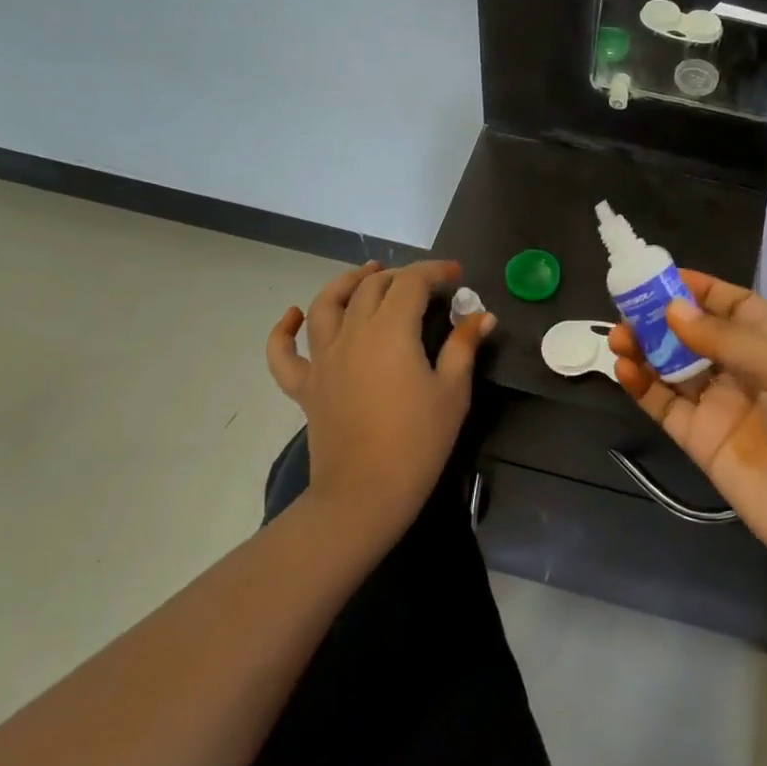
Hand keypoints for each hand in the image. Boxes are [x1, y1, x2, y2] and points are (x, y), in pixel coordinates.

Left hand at [266, 260, 492, 547]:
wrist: (365, 494)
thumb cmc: (418, 441)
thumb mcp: (453, 391)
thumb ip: (464, 346)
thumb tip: (482, 316)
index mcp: (391, 331)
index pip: (411, 282)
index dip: (435, 271)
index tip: (456, 275)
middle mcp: (352, 333)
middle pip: (371, 287)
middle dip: (400, 275)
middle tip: (424, 284)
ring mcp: (322, 359)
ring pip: (326, 304)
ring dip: (347, 283)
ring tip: (367, 275)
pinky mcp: (305, 385)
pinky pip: (284, 352)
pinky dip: (284, 330)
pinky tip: (294, 316)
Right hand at [609, 271, 766, 597]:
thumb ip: (726, 339)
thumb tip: (673, 309)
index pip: (730, 304)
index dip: (697, 288)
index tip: (658, 275)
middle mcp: (743, 368)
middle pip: (694, 332)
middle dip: (660, 317)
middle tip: (626, 308)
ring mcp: (719, 404)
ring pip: (672, 365)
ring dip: (645, 347)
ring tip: (618, 337)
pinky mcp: (699, 438)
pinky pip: (664, 404)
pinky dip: (642, 385)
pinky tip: (625, 370)